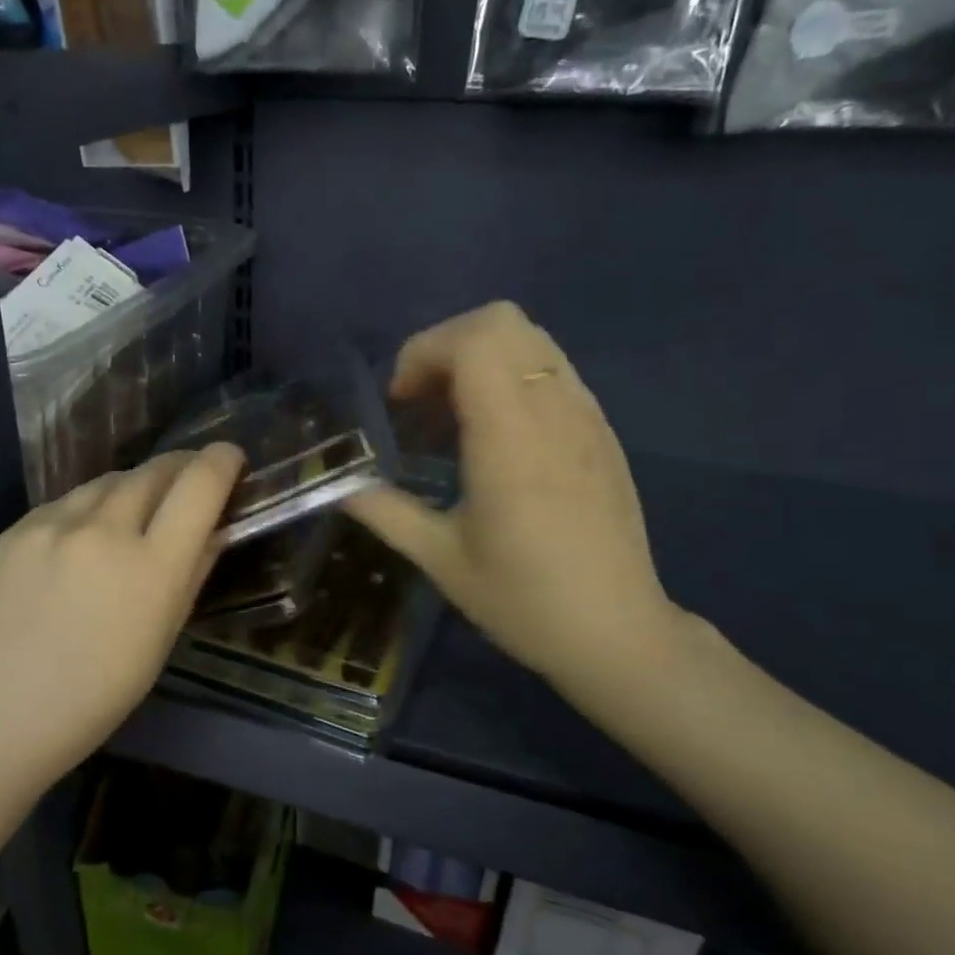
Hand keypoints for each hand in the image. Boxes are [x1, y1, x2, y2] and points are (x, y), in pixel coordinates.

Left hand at [0, 444, 245, 789]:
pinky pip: (65, 502)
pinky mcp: (13, 529)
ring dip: (134, 487)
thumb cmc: (90, 700)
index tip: (230, 458)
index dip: (222, 461)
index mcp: (150, 569)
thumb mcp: (158, 643)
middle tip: (189, 480)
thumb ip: (191, 576)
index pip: (199, 486)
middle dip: (181, 468)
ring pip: (108, 481)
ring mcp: (51, 525)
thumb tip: (214, 530)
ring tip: (137, 510)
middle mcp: (103, 531)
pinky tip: (81, 539)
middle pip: (154, 471)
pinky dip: (88, 508)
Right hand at [349, 303, 683, 698]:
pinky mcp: (602, 430)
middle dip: (447, 345)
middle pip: (502, 320)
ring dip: (481, 357)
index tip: (401, 402)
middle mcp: (554, 411)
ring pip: (532, 338)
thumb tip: (337, 486)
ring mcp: (586, 416)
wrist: (617, 634)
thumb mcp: (440, 559)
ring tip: (454, 414)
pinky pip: (552, 369)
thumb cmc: (523, 600)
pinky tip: (497, 435)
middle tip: (423, 400)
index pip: (473, 340)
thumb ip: (383, 511)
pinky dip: (512, 376)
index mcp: (511, 439)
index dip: (423, 353)